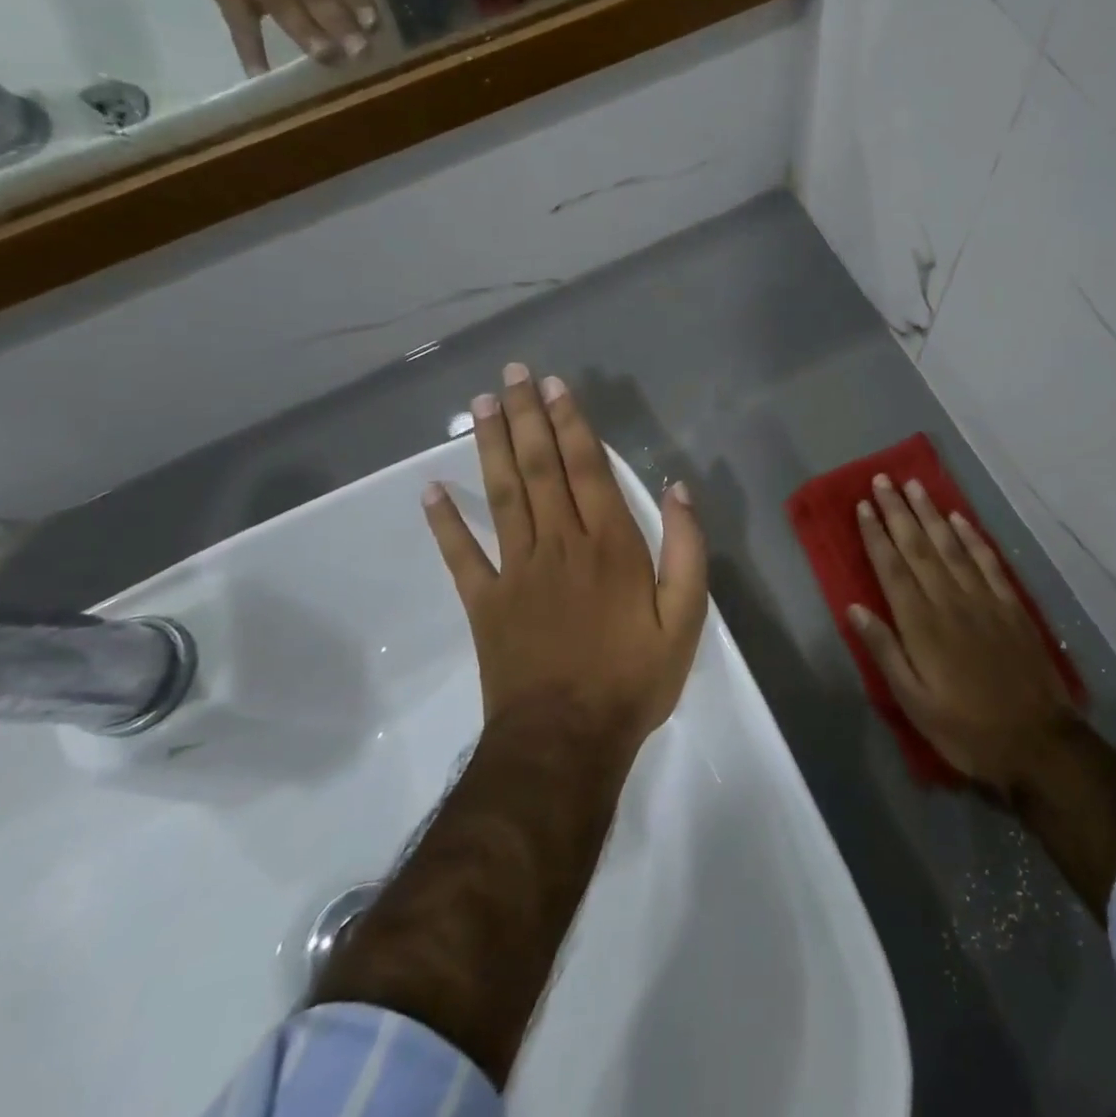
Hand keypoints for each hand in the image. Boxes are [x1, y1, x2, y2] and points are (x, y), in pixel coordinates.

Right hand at [150, 0, 388, 75]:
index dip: (358, 0)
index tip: (373, 23)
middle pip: (319, 1)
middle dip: (341, 28)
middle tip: (361, 52)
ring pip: (289, 16)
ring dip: (310, 39)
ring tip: (329, 60)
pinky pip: (241, 27)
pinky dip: (250, 51)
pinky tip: (263, 76)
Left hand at [423, 364, 706, 745]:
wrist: (567, 742)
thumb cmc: (633, 678)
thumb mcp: (685, 617)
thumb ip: (685, 549)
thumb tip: (678, 488)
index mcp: (609, 545)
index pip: (586, 468)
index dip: (571, 423)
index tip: (555, 386)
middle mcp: (559, 543)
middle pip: (539, 468)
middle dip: (527, 416)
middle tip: (512, 374)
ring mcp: (516, 571)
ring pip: (501, 495)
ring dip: (490, 447)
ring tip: (480, 405)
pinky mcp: (485, 602)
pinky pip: (461, 555)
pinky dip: (444, 522)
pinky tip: (429, 489)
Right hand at [852, 475, 1078, 797]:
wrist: (1037, 742)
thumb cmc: (965, 729)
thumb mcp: (913, 702)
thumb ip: (885, 651)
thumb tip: (855, 608)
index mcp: (922, 625)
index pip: (892, 568)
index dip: (876, 534)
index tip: (863, 505)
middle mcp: (950, 601)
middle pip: (918, 547)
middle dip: (898, 511)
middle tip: (883, 479)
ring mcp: (984, 599)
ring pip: (951, 545)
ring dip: (931, 513)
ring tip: (914, 485)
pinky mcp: (1011, 605)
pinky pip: (987, 561)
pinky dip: (972, 536)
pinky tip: (959, 519)